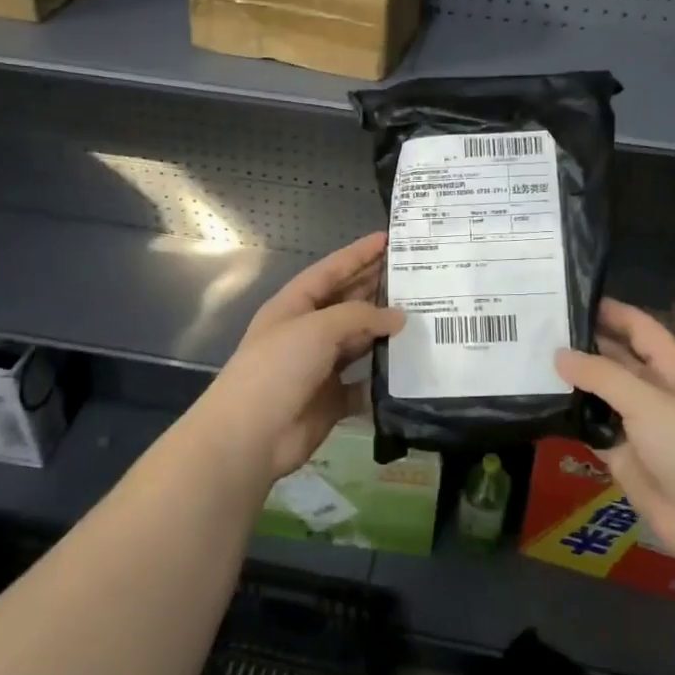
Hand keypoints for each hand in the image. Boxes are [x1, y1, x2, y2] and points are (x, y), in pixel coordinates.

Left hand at [190, 232, 403, 487]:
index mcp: (295, 305)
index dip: (359, 254)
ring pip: (359, 342)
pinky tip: (411, 368)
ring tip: (424, 318)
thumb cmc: (277, 368)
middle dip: (377, 289)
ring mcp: (319, 367)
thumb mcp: (317, 328)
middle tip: (417, 278)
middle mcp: (307, 331)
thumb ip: (360, 316)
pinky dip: (384, 379)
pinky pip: (364, 384)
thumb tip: (398, 318)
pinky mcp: (332, 399)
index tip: (390, 239)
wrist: (251, 436)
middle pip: (347, 303)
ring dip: (385, 333)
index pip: (331, 270)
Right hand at [554, 300, 674, 562]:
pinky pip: (590, 426)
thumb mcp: (647, 400)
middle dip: (585, 344)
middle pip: (617, 358)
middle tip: (539, 328)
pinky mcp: (620, 452)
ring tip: (530, 358)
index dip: (614, 311)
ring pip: (600, 393)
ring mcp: (637, 423)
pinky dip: (569, 415)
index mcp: (674, 370)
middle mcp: (655, 391)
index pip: (642, 329)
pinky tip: (539, 400)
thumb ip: (601, 375)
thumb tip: (558, 355)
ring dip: (573, 379)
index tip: (574, 297)